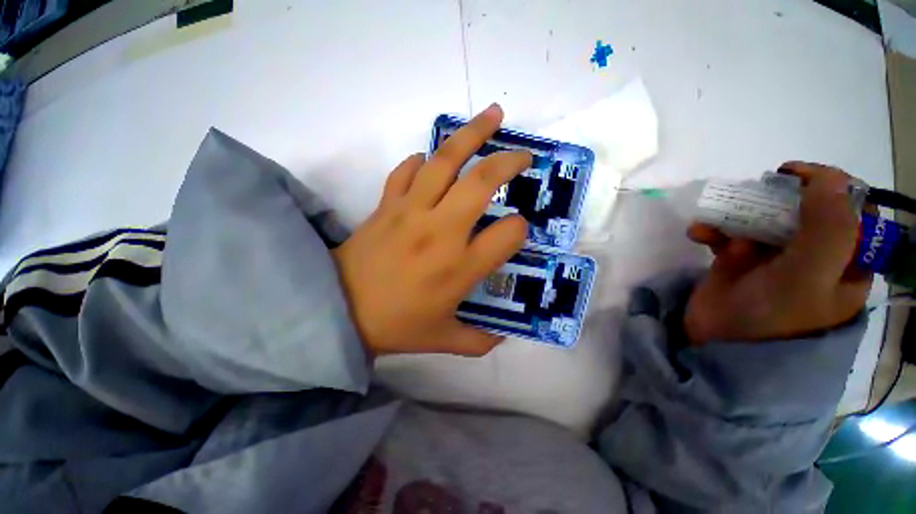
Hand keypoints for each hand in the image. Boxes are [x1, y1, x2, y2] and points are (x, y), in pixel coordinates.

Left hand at [333, 104, 530, 355]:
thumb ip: (478, 341)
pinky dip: (421, 160)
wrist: (338, 311)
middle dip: (508, 163)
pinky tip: (431, 158)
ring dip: (471, 135)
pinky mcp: (386, 205)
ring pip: (445, 162)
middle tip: (523, 155)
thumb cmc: (395, 326)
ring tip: (491, 117)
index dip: (518, 229)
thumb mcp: (443, 340)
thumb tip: (502, 336)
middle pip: (482, 183)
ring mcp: (410, 212)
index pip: (507, 234)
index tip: (515, 231)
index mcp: (459, 267)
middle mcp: (440, 232)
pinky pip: (406, 171)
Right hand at [684, 162, 870, 345]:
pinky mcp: (739, 261)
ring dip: (735, 215)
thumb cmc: (773, 318)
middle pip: (803, 209)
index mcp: (844, 262)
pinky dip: (713, 230)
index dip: (828, 187)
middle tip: (752, 197)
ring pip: (762, 219)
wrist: (718, 345)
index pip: (853, 210)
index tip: (794, 178)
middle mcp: (814, 256)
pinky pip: (729, 235)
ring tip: (712, 227)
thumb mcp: (809, 276)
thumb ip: (828, 228)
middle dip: (773, 200)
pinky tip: (698, 234)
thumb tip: (827, 178)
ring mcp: (774, 258)